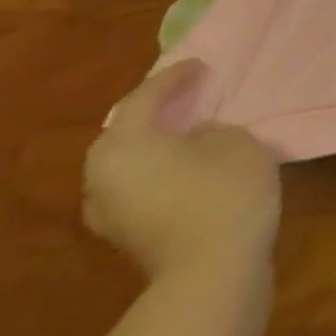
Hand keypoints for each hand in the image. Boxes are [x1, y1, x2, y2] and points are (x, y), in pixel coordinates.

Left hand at [83, 61, 281, 280]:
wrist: (211, 269)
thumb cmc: (223, 190)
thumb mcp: (233, 141)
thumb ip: (210, 131)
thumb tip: (196, 138)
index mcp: (124, 146)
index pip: (144, 99)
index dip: (174, 78)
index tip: (200, 66)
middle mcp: (102, 178)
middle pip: (122, 135)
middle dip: (151, 113)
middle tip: (184, 97)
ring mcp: (109, 213)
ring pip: (126, 164)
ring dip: (152, 144)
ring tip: (185, 130)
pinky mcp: (126, 236)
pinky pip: (136, 187)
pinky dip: (156, 169)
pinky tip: (185, 165)